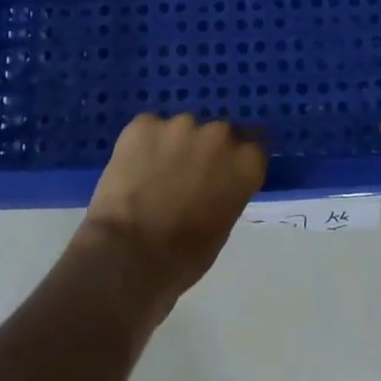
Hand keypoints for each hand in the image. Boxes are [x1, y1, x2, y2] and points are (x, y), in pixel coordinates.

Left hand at [77, 113, 266, 309]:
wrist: (127, 253)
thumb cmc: (182, 257)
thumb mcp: (221, 227)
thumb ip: (226, 192)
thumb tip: (214, 184)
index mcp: (246, 162)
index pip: (253, 148)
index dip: (235, 162)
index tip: (222, 176)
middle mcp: (219, 134)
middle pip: (217, 134)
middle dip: (204, 151)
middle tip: (185, 178)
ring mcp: (180, 124)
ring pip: (181, 130)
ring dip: (173, 147)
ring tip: (152, 176)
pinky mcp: (143, 123)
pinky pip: (149, 130)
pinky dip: (143, 145)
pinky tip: (132, 170)